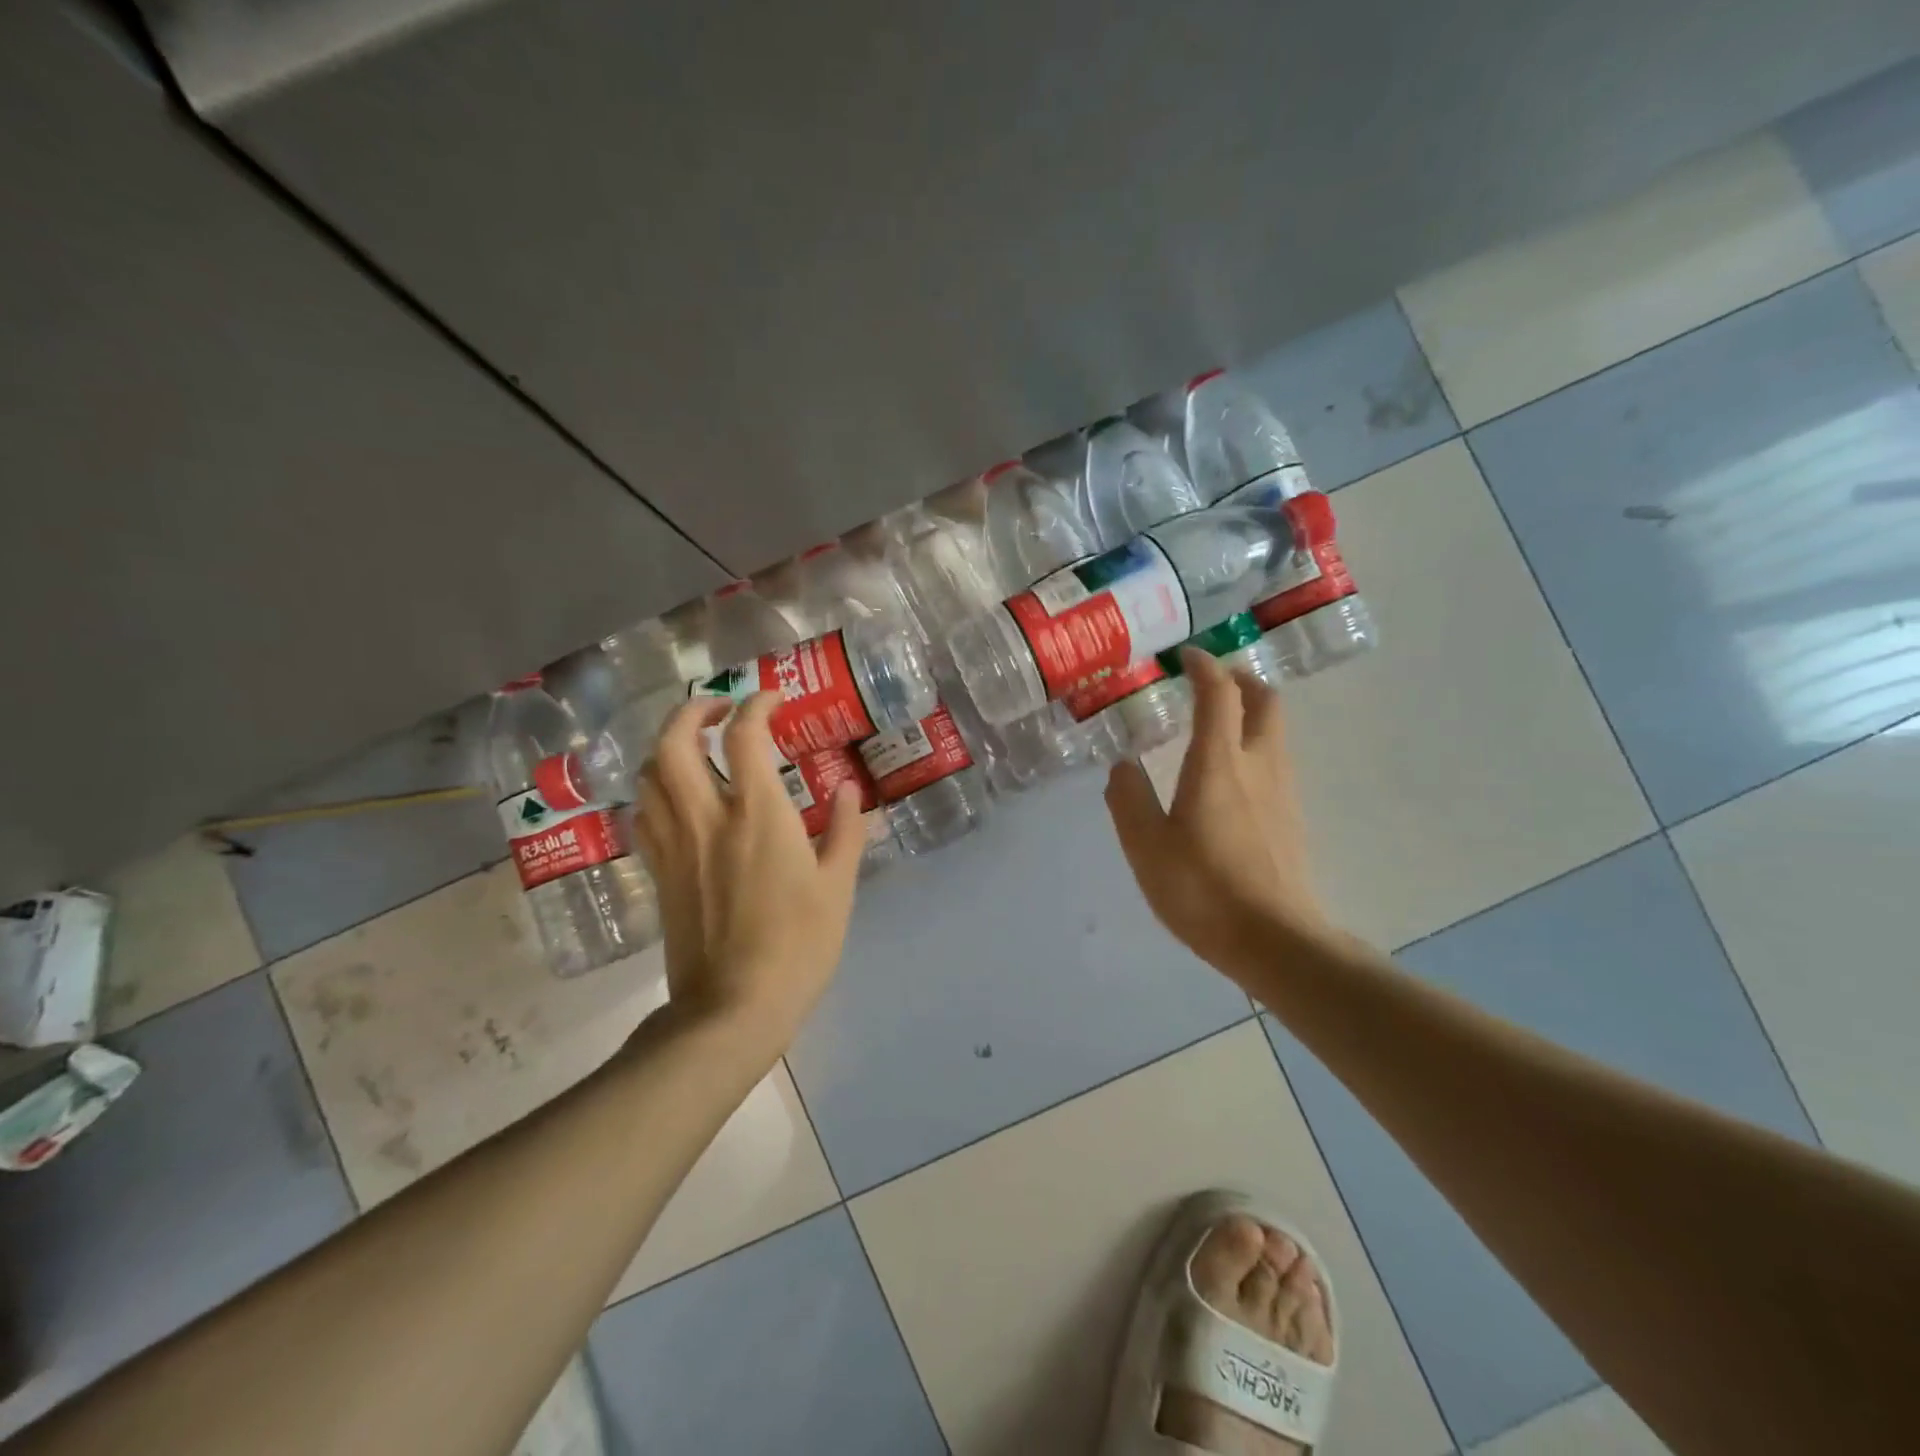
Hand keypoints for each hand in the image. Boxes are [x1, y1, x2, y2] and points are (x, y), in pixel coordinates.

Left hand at [631, 692, 864, 1054]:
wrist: (733, 1008)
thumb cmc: (798, 946)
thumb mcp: (838, 887)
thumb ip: (846, 830)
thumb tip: (848, 788)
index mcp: (759, 816)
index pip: (744, 737)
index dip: (756, 706)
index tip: (772, 699)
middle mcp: (707, 818)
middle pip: (674, 742)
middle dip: (692, 711)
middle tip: (718, 709)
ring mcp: (675, 845)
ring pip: (649, 775)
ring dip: (667, 746)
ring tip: (694, 746)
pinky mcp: (658, 872)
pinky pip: (644, 814)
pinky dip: (655, 790)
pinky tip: (676, 797)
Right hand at [1104, 648, 1333, 975]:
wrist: (1275, 941)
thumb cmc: (1203, 890)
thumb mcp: (1146, 846)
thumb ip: (1128, 798)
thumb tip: (1123, 765)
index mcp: (1218, 763)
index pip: (1219, 693)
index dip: (1203, 666)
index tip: (1184, 657)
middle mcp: (1258, 764)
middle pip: (1264, 699)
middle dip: (1238, 679)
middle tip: (1208, 683)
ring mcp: (1283, 790)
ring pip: (1274, 729)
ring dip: (1249, 711)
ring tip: (1213, 725)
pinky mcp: (1291, 816)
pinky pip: (1275, 759)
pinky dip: (1254, 744)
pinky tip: (1229, 776)